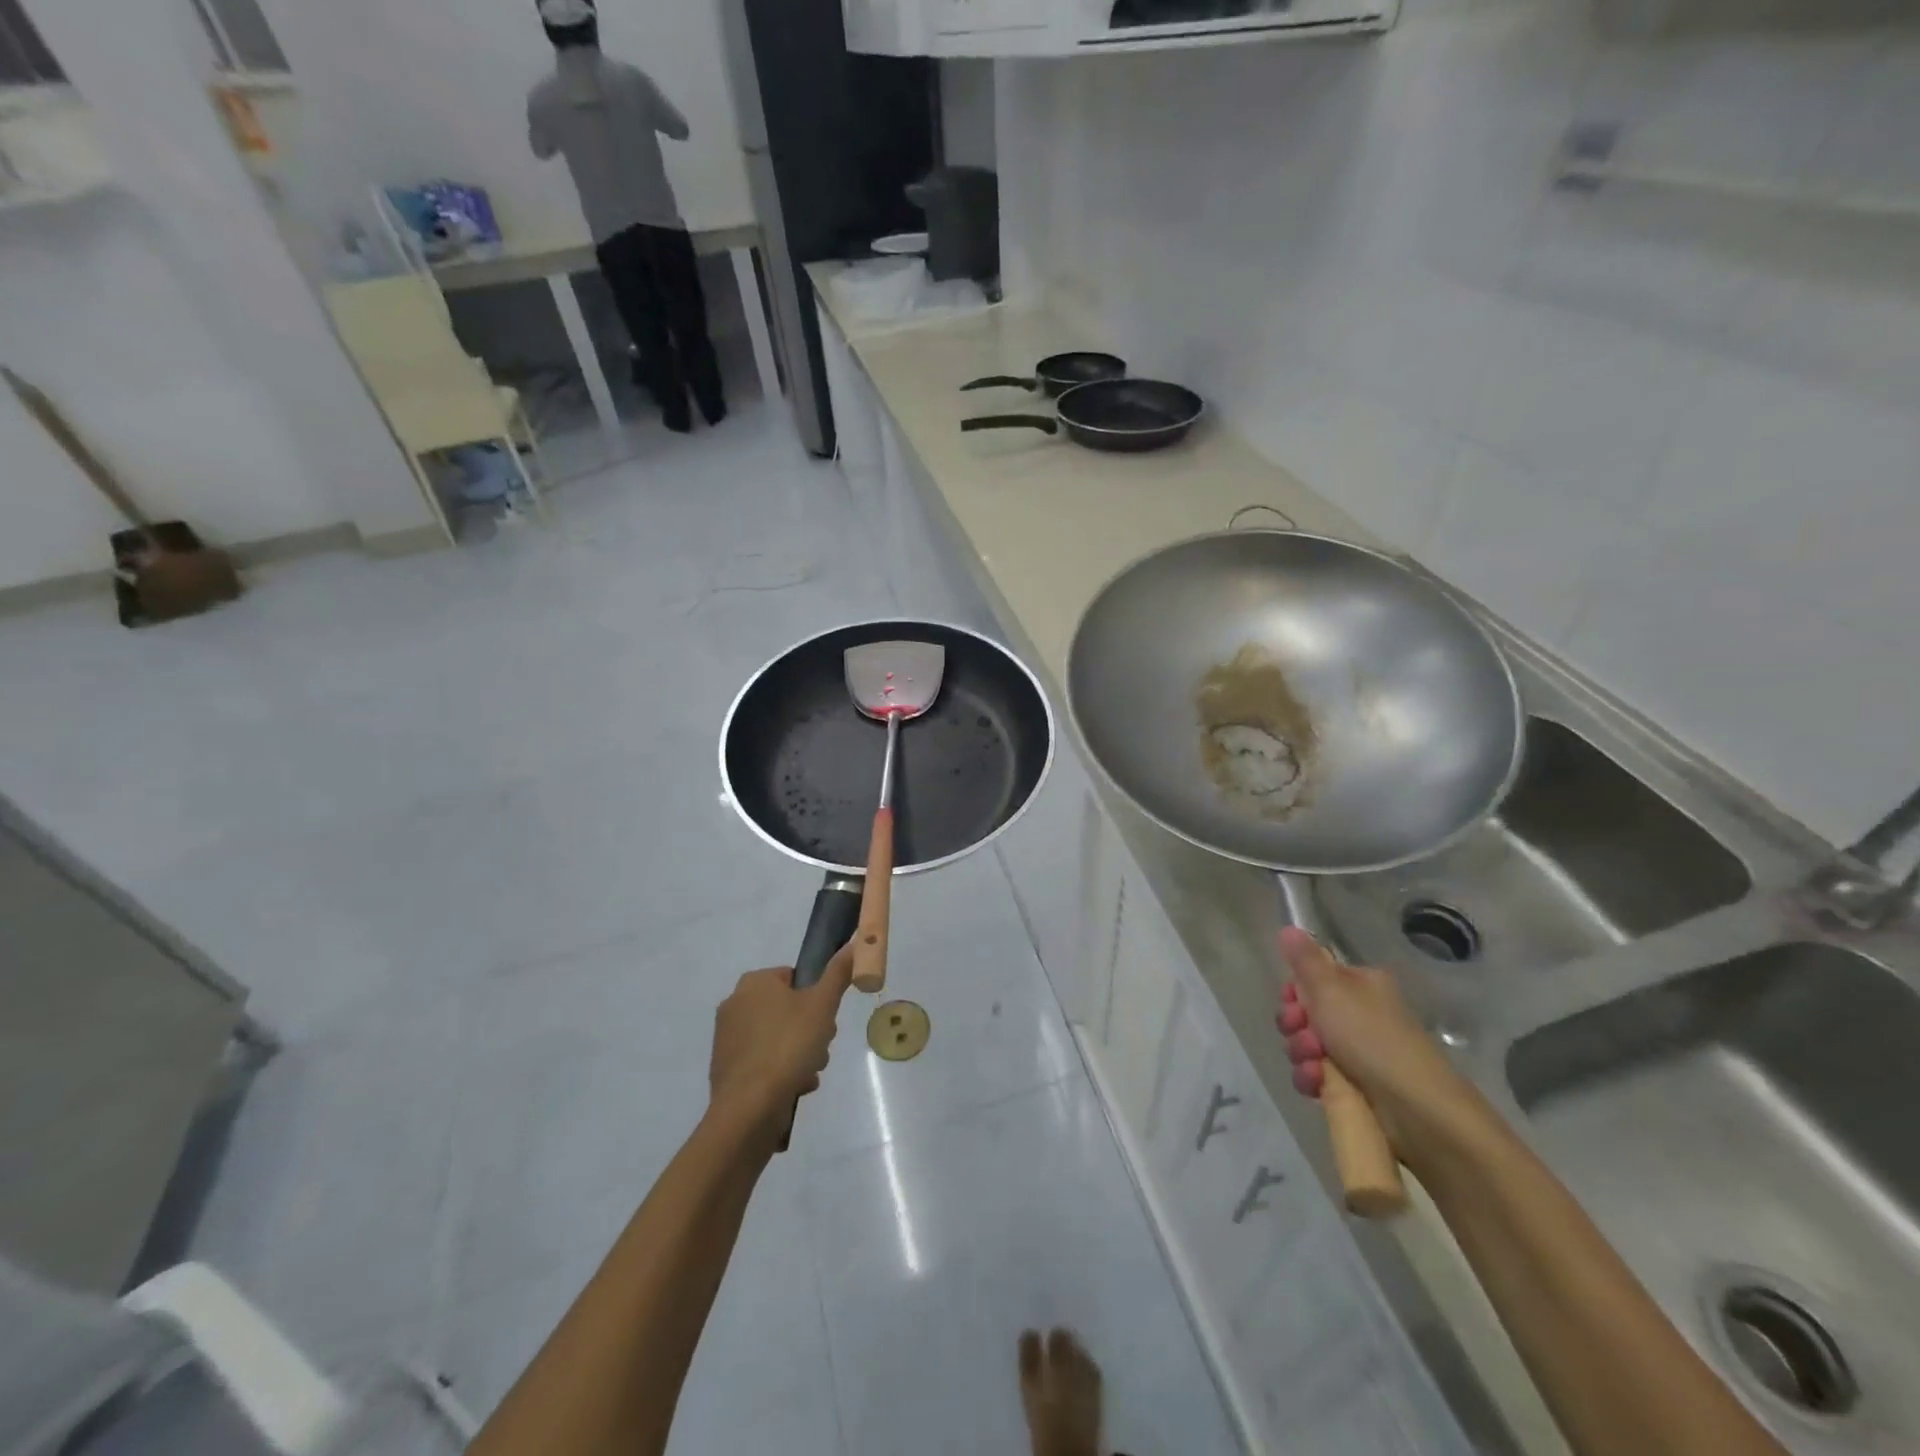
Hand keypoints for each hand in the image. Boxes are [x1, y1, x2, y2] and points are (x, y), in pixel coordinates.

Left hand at [709, 944, 853, 1140]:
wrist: (749, 1109)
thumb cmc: (788, 1046)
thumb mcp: (822, 1005)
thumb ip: (838, 973)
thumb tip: (854, 942)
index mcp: (754, 982)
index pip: (794, 978)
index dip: (816, 998)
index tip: (827, 1019)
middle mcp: (734, 1004)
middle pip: (787, 1009)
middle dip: (810, 1030)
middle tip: (821, 1048)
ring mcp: (727, 1038)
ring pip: (778, 1037)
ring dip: (799, 1053)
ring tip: (808, 1073)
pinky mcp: (725, 1068)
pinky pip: (763, 1061)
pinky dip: (780, 1071)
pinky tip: (794, 1087)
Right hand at [1275, 927, 1481, 1162]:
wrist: (1416, 1107)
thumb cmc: (1370, 1037)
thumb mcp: (1330, 989)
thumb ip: (1304, 960)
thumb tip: (1289, 927)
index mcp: (1359, 984)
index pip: (1312, 979)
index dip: (1294, 992)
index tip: (1292, 1003)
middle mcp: (1360, 1012)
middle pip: (1305, 1012)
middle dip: (1295, 1025)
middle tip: (1304, 1034)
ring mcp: (1359, 1050)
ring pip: (1307, 1044)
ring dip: (1301, 1053)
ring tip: (1316, 1065)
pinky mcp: (1356, 1084)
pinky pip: (1317, 1074)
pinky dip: (1312, 1077)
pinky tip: (1318, 1084)